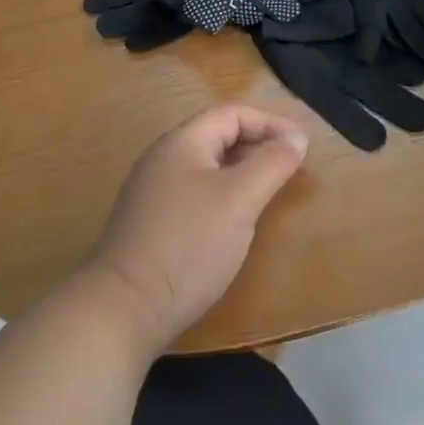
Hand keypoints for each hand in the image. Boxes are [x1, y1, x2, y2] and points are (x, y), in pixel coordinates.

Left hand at [84, 105, 308, 356]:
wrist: (123, 310)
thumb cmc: (188, 245)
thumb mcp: (240, 199)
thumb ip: (271, 163)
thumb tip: (297, 137)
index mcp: (182, 142)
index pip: (232, 114)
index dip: (270, 123)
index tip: (301, 144)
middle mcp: (163, 158)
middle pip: (217, 136)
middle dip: (257, 144)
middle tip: (289, 165)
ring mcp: (152, 191)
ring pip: (206, 166)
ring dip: (241, 170)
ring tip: (268, 189)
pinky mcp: (150, 222)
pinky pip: (195, 191)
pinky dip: (223, 193)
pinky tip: (234, 220)